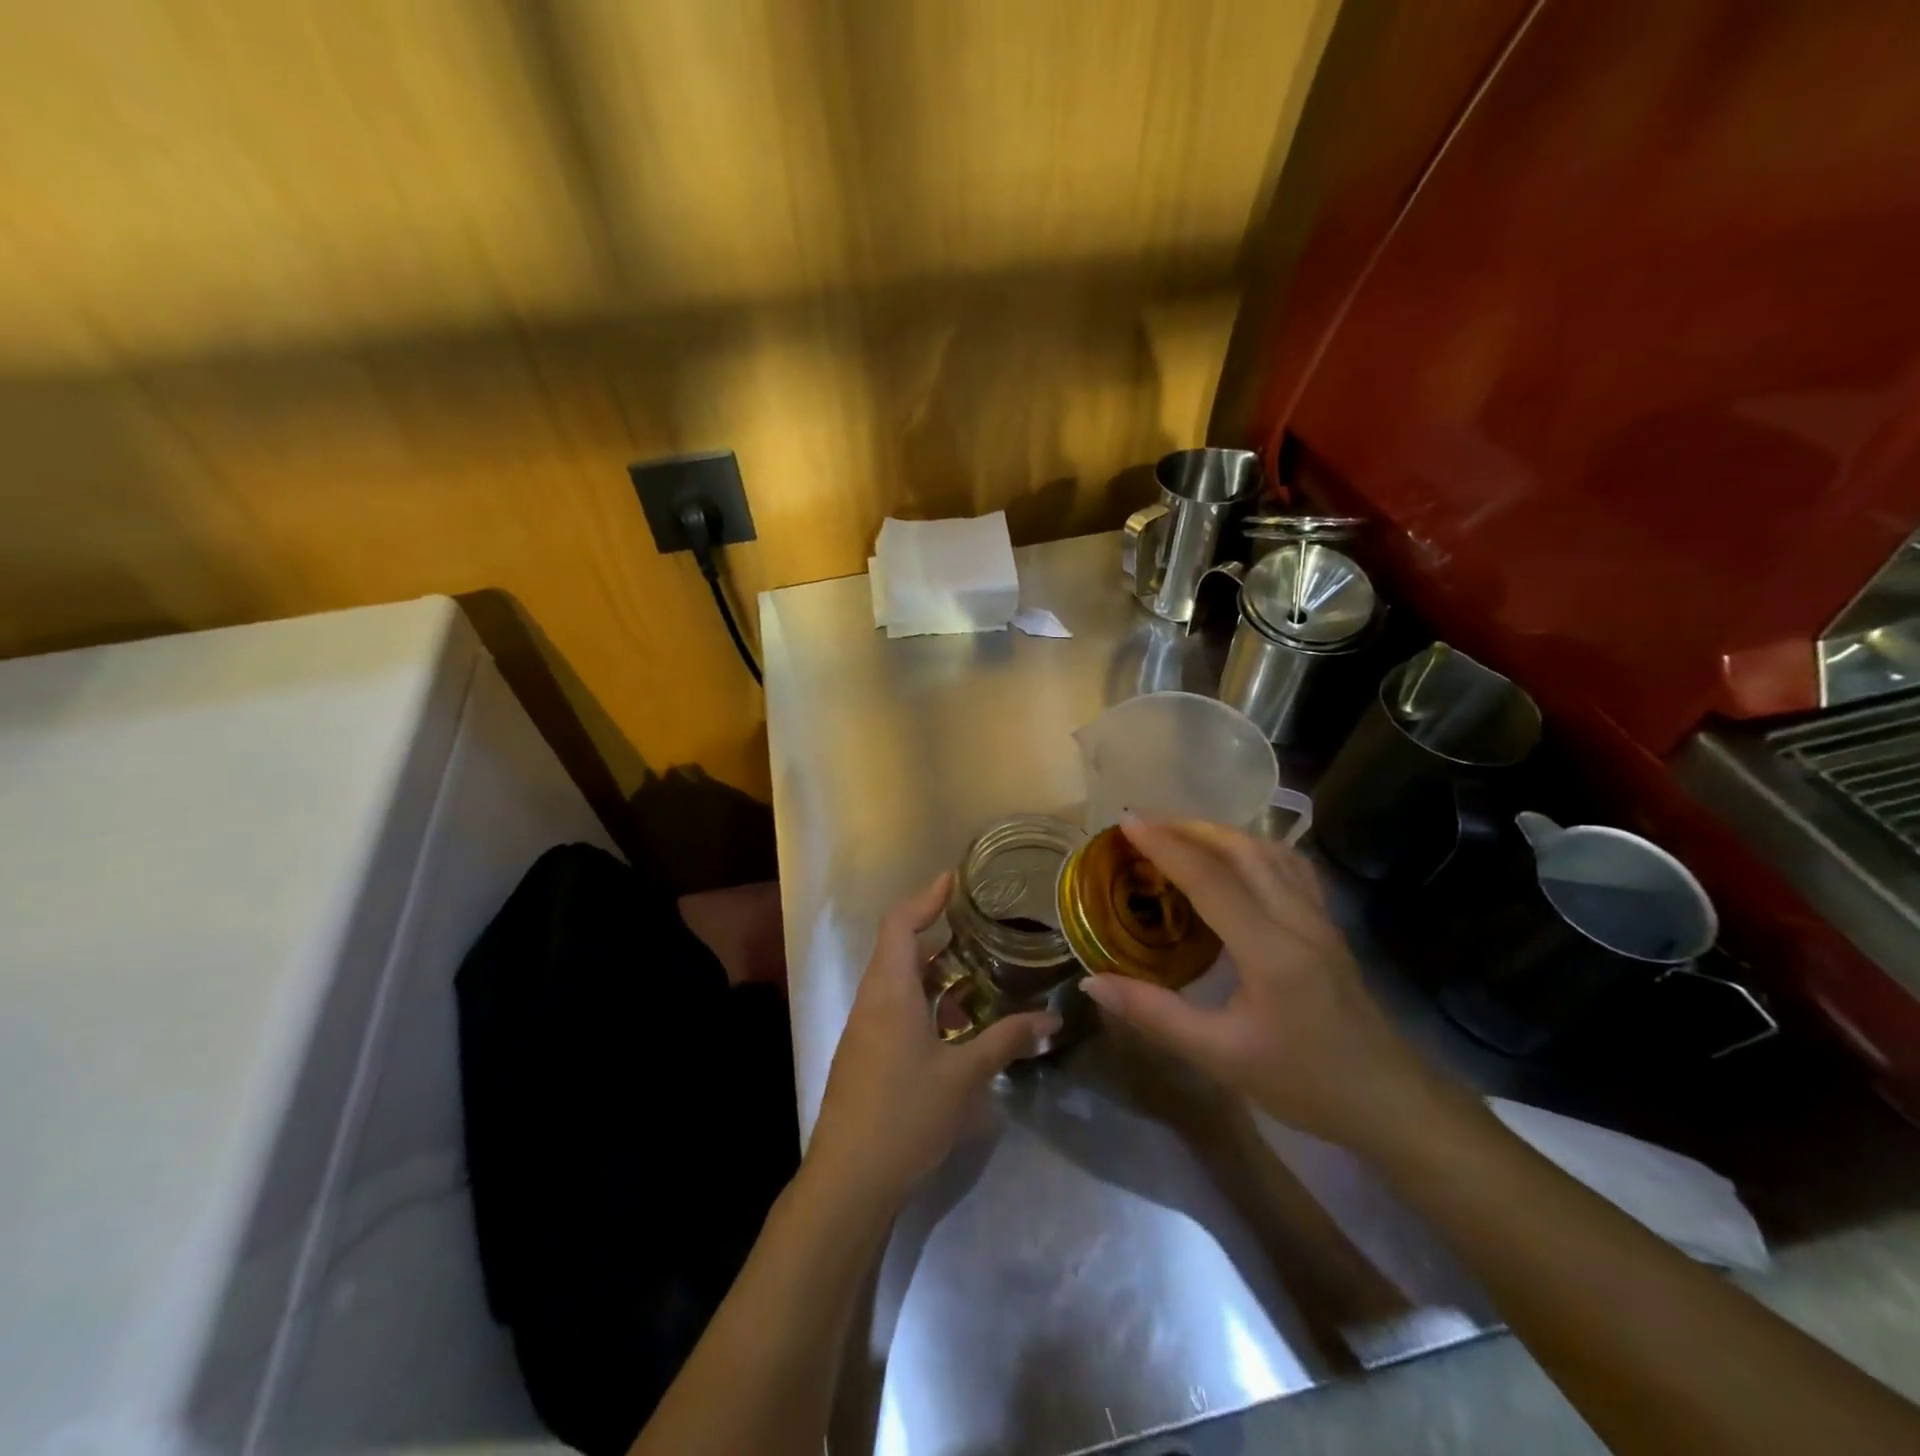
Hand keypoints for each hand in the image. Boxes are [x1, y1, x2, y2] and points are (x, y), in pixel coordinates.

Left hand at [804, 872, 1060, 1206]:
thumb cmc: (904, 1115)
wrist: (848, 1180)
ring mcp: (865, 1029)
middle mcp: (872, 1000)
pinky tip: (957, 1027)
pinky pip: (896, 1009)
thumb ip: (1006, 1041)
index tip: (955, 879)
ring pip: (899, 982)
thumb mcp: (964, 1076)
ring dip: (935, 974)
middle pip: (899, 948)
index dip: (926, 896)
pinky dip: (926, 1003)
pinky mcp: (866, 1055)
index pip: (900, 923)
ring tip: (978, 978)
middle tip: (981, 929)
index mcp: (889, 991)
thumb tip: (1051, 1020)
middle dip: (938, 934)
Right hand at [1079, 820, 1444, 1151]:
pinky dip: (1252, 846)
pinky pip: (1288, 865)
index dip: (1166, 845)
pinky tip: (1233, 856)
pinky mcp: (1327, 923)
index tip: (1126, 821)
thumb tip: (1091, 982)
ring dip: (1220, 832)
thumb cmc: (1303, 1083)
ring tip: (1178, 832)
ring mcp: (1319, 917)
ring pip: (1269, 850)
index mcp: (1270, 951)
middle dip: (1189, 827)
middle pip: (1242, 849)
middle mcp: (1297, 919)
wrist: (1389, 1102)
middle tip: (1143, 823)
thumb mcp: (1219, 1056)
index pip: (1210, 880)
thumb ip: (1154, 1014)